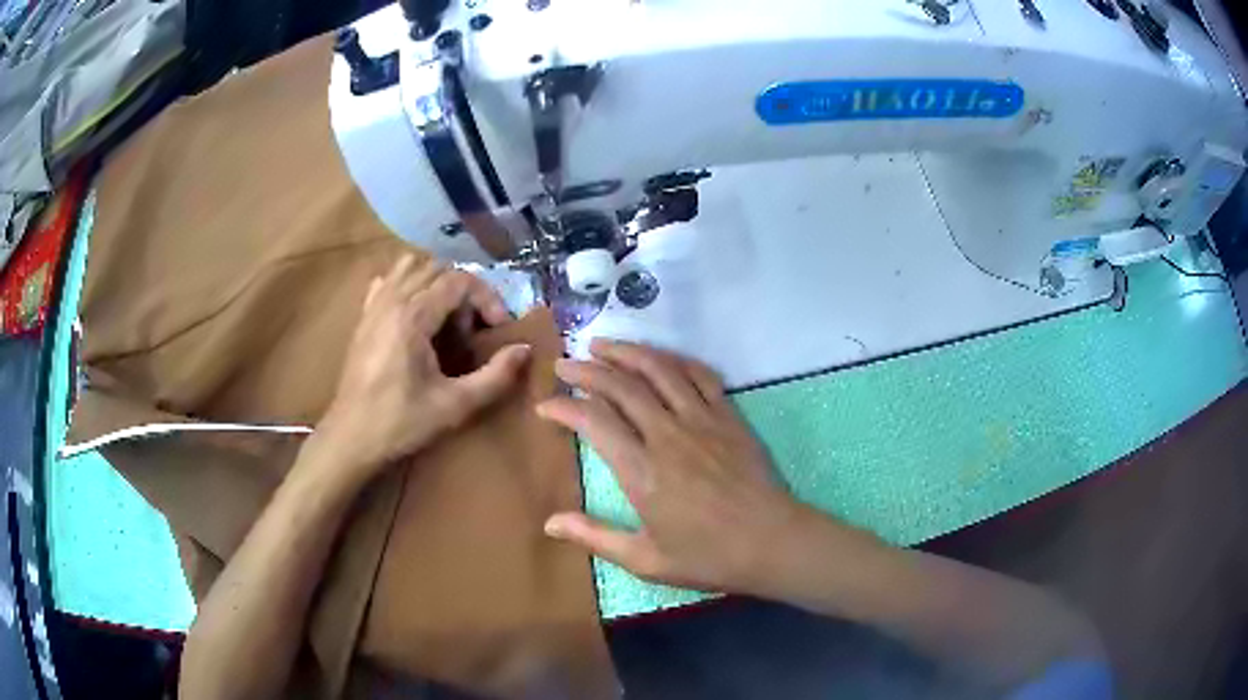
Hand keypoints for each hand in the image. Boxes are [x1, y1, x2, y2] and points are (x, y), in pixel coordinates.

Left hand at [317, 255, 529, 484]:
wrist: (351, 437)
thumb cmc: (401, 423)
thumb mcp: (455, 406)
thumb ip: (495, 377)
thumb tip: (524, 350)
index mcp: (412, 317)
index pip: (459, 280)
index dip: (487, 298)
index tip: (498, 328)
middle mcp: (391, 299)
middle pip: (438, 269)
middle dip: (465, 292)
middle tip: (472, 330)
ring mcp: (374, 305)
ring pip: (412, 267)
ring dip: (437, 283)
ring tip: (446, 318)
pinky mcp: (364, 316)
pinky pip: (388, 280)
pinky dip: (408, 284)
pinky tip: (415, 314)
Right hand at [536, 340, 805, 594]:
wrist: (772, 542)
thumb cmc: (708, 556)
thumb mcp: (645, 559)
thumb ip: (595, 537)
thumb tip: (549, 523)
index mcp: (642, 471)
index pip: (594, 421)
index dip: (564, 406)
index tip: (545, 405)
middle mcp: (667, 435)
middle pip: (620, 386)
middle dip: (586, 370)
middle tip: (564, 364)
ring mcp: (701, 420)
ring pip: (659, 370)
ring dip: (627, 352)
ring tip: (602, 344)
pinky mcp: (728, 416)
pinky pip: (700, 374)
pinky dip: (675, 359)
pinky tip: (660, 356)